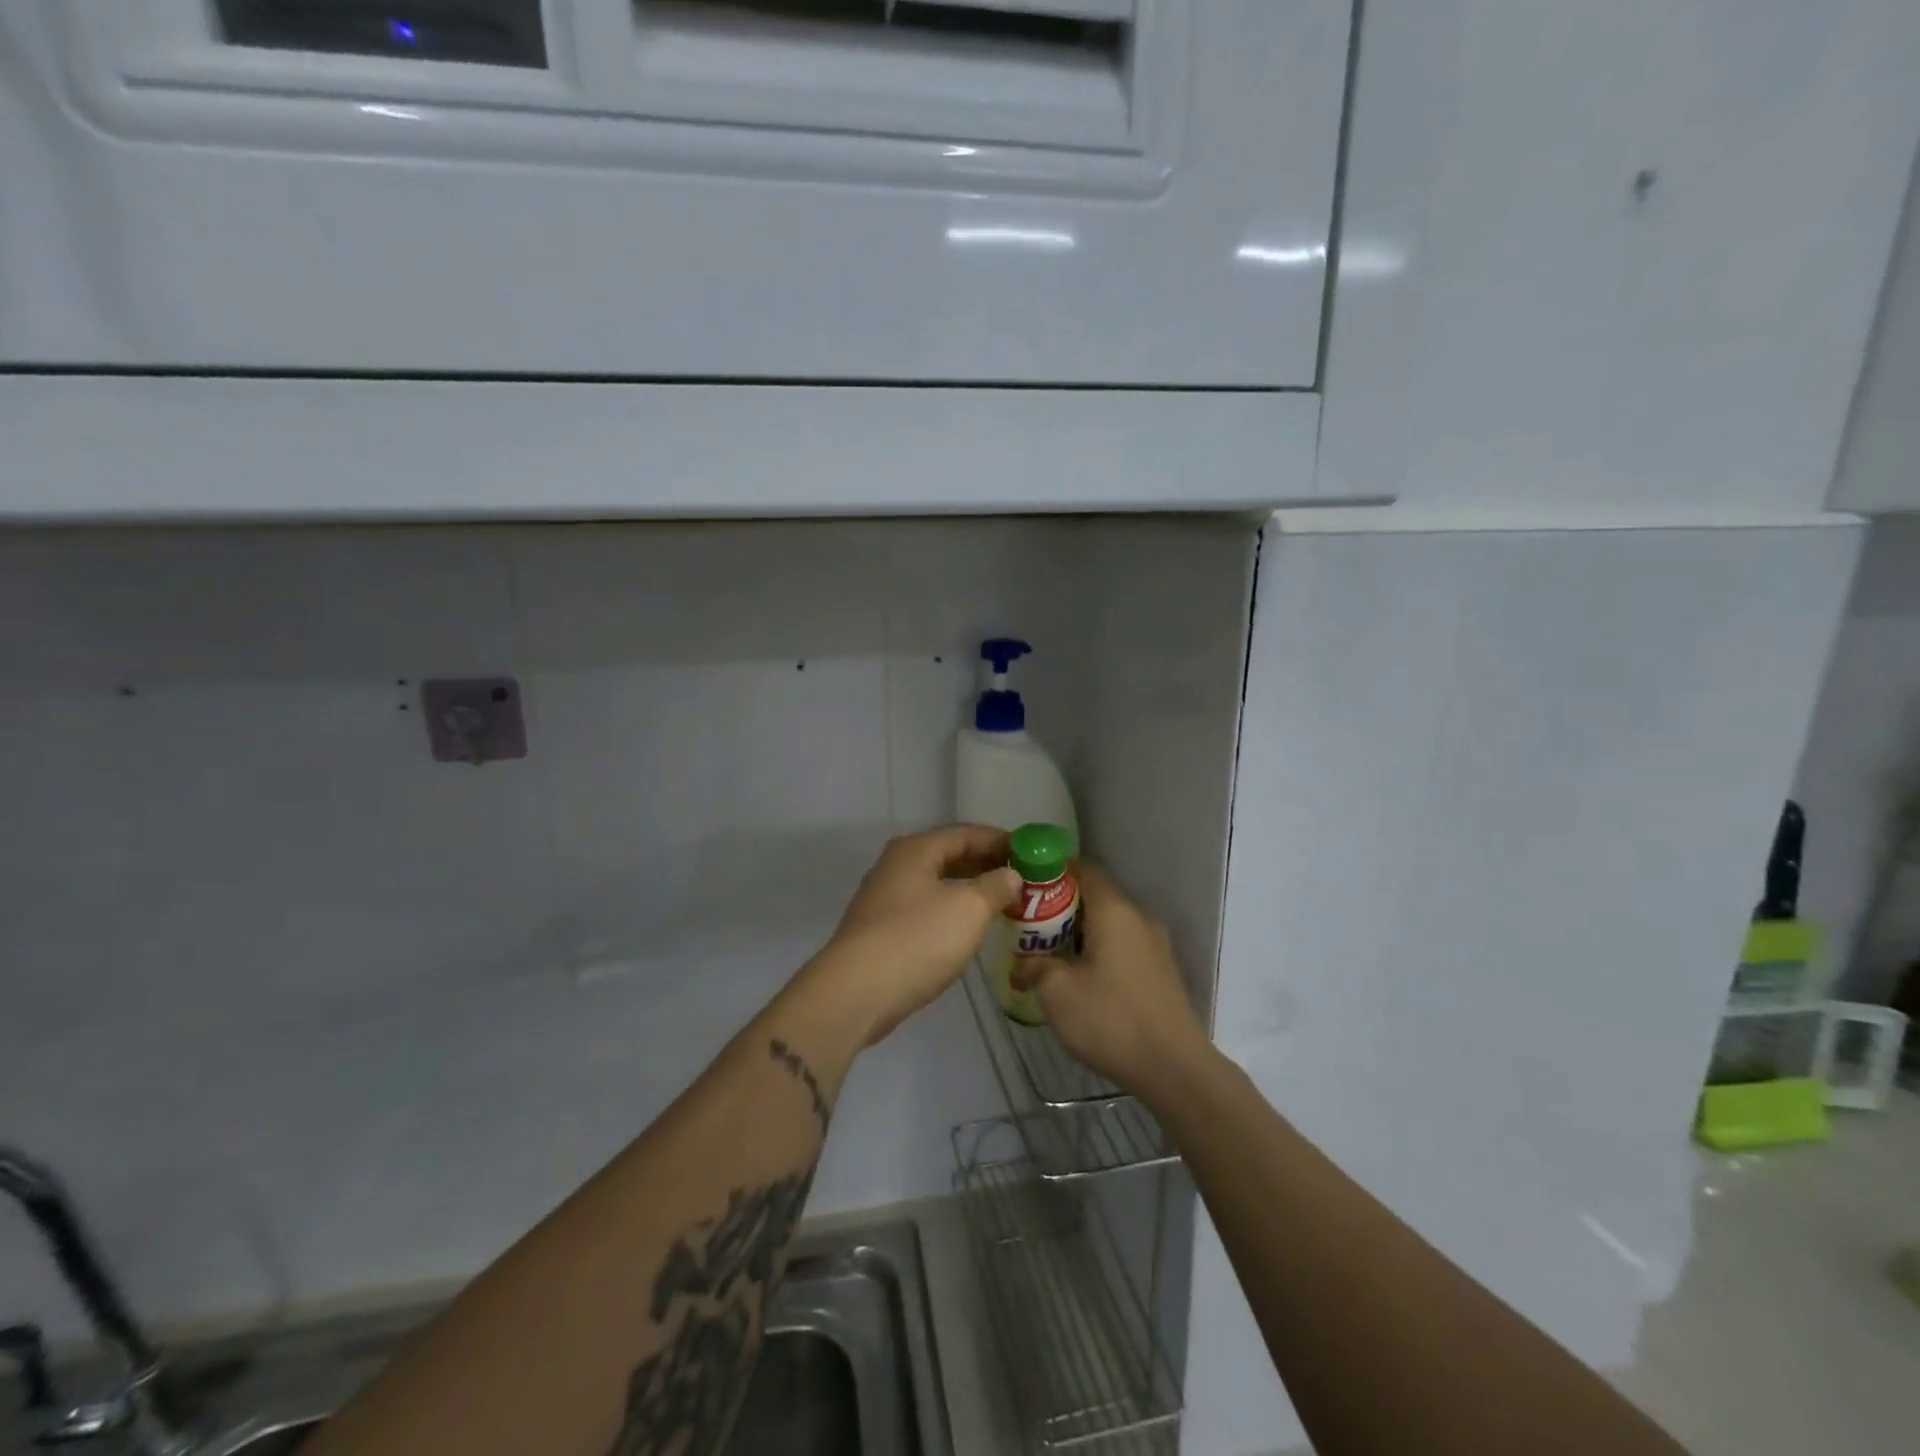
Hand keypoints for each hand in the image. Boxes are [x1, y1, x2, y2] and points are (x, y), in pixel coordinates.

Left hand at [807, 826, 1020, 1045]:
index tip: (1030, 851)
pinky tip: (967, 927)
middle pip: (948, 855)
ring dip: (969, 888)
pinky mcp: (881, 929)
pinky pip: (926, 908)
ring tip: (1002, 900)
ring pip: (936, 883)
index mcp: (915, 850)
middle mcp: (896, 866)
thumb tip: (1011, 875)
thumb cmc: (917, 939)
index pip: (965, 833)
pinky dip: (951, 909)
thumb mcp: (968, 909)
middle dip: (985, 864)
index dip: (999, 840)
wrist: (857, 992)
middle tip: (1021, 877)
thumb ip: (995, 887)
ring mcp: (884, 898)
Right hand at [1012, 863, 1209, 1095]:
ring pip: (1109, 923)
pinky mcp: (1160, 970)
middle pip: (1095, 896)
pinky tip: (1080, 977)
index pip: (1083, 869)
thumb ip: (1034, 967)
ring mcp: (1154, 944)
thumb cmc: (1110, 1019)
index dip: (1052, 873)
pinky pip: (1122, 945)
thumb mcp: (1057, 992)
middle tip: (1029, 925)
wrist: (1173, 1068)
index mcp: (1114, 910)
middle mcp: (1138, 917)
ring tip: (1049, 953)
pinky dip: (1098, 949)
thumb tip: (1021, 965)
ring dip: (1079, 931)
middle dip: (1061, 906)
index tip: (1026, 887)